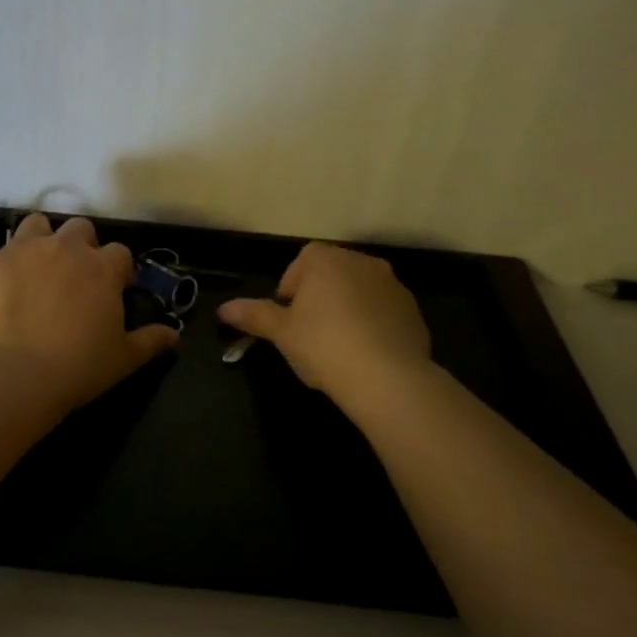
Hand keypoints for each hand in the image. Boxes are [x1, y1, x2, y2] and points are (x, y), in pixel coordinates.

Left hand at [0, 214, 179, 413]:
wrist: (13, 374)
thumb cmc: (78, 367)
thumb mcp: (123, 359)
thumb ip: (150, 341)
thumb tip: (174, 335)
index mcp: (102, 268)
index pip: (120, 253)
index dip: (118, 270)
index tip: (113, 289)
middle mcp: (65, 248)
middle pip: (80, 229)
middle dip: (81, 246)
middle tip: (75, 278)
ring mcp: (24, 251)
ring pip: (38, 225)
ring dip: (43, 240)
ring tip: (38, 270)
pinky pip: (2, 253)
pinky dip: (8, 267)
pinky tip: (5, 293)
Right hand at [217, 243, 432, 409]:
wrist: (387, 377)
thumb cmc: (323, 345)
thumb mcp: (281, 333)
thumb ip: (253, 316)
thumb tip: (223, 309)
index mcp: (327, 260)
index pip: (303, 259)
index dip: (291, 285)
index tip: (287, 315)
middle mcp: (362, 262)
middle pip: (332, 272)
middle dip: (318, 295)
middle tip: (307, 331)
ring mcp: (393, 285)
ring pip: (359, 291)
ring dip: (346, 308)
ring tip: (336, 344)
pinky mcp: (413, 311)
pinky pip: (383, 310)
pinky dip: (371, 323)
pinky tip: (363, 353)